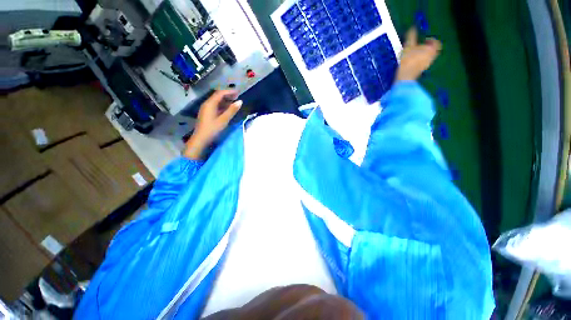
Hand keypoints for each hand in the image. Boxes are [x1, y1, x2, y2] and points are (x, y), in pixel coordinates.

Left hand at [184, 90, 242, 159]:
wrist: (201, 139)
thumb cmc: (212, 129)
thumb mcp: (224, 120)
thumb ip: (232, 110)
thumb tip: (240, 101)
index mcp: (210, 104)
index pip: (220, 93)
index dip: (229, 91)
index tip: (238, 92)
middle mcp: (207, 104)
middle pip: (217, 96)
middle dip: (227, 95)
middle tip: (237, 97)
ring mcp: (206, 109)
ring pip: (216, 101)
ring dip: (225, 101)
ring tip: (234, 102)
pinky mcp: (207, 114)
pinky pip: (215, 106)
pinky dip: (222, 106)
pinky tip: (227, 109)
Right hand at [395, 28, 441, 81]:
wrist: (405, 76)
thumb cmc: (408, 60)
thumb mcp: (408, 45)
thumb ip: (411, 36)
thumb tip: (412, 27)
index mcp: (431, 49)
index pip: (436, 42)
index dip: (431, 40)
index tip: (424, 40)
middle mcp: (432, 57)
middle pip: (433, 50)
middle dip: (427, 47)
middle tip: (420, 46)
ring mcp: (427, 65)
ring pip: (428, 57)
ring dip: (423, 54)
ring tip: (414, 54)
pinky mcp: (421, 71)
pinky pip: (423, 63)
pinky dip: (419, 60)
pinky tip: (412, 61)